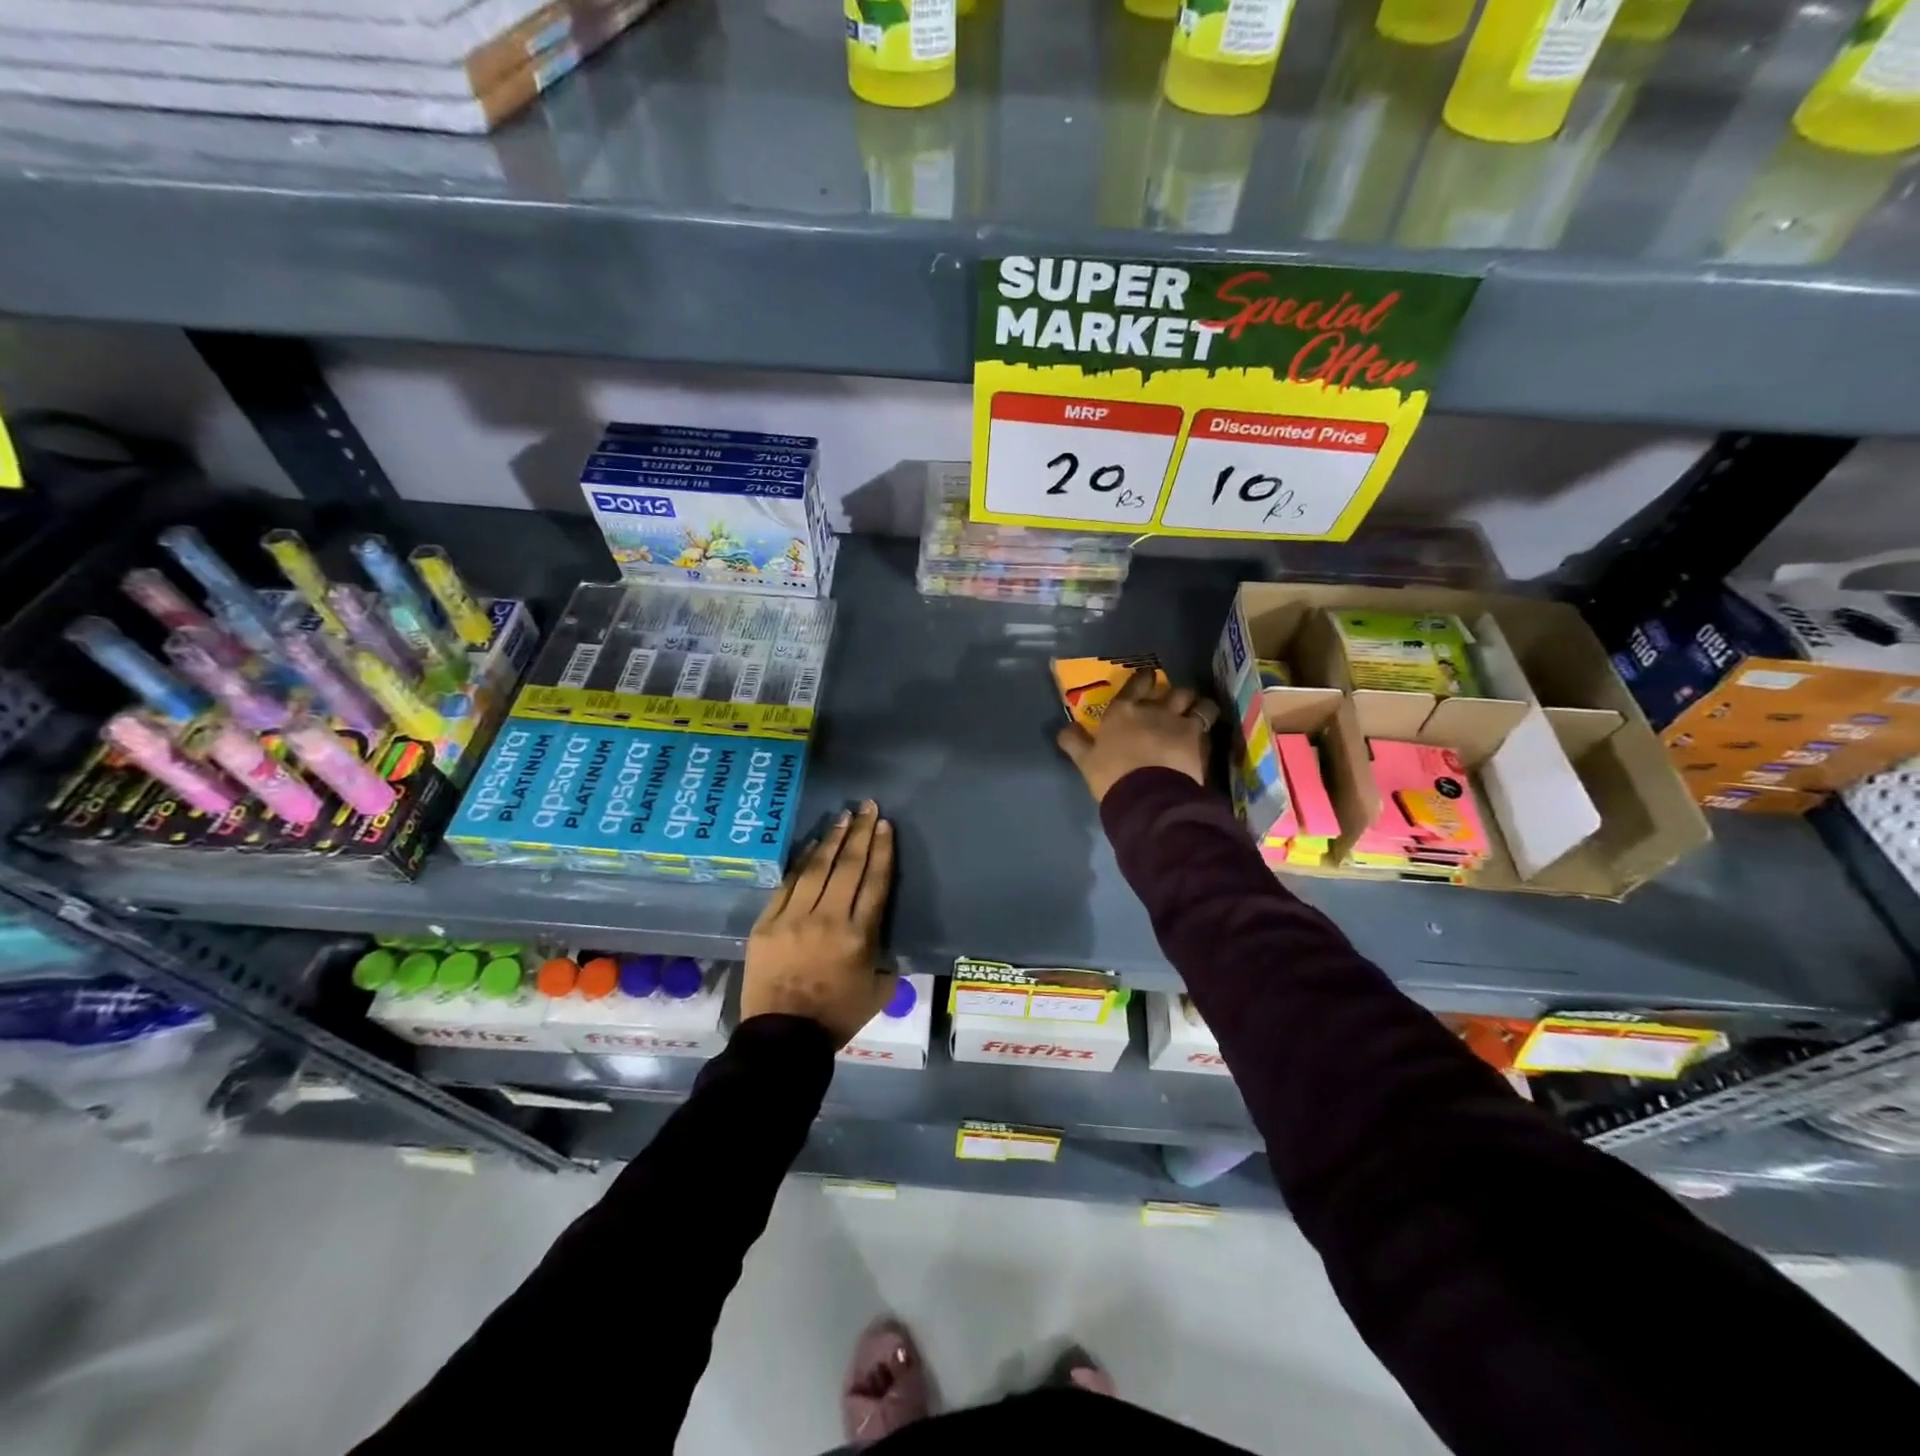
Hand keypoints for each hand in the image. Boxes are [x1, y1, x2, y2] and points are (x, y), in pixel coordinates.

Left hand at [742, 800, 897, 1047]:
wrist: (783, 1038)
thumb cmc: (836, 1017)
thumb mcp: (877, 992)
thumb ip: (887, 962)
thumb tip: (885, 943)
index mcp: (859, 936)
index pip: (875, 882)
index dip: (881, 851)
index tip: (884, 826)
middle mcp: (829, 919)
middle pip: (848, 866)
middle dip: (860, 833)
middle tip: (867, 807)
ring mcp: (794, 918)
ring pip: (817, 868)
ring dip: (832, 839)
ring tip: (843, 816)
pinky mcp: (768, 922)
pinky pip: (788, 884)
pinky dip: (802, 862)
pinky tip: (812, 845)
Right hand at [1056, 669, 1217, 803]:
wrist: (1146, 795)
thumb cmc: (1111, 775)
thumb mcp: (1085, 761)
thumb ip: (1075, 742)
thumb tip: (1064, 728)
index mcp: (1122, 712)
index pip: (1136, 684)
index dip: (1145, 679)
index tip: (1149, 679)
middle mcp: (1152, 709)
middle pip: (1173, 690)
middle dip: (1176, 695)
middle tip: (1175, 703)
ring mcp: (1178, 721)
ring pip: (1198, 702)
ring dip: (1198, 705)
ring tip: (1199, 712)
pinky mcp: (1198, 738)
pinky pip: (1209, 723)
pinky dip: (1208, 726)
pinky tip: (1207, 734)